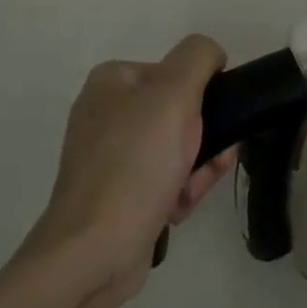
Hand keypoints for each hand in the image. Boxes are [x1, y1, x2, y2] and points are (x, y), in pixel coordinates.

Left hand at [21, 36, 238, 302]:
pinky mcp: (119, 190)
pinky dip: (180, 191)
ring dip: (198, 170)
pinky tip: (175, 210)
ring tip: (186, 193)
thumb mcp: (173, 95)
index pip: (183, 72)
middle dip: (205, 142)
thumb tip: (212, 56)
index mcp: (113, 81)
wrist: (94, 251)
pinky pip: (167, 178)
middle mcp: (108, 112)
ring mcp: (112, 154)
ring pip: (182, 148)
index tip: (211, 126)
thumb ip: (198, 59)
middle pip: (186, 113)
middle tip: (205, 165)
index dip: (206, 99)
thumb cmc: (135, 166)